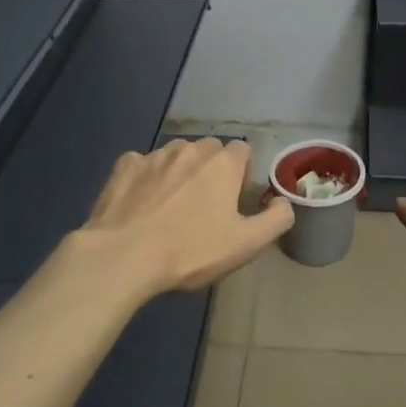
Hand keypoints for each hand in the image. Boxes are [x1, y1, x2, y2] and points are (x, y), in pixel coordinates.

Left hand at [78, 138, 292, 296]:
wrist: (123, 257)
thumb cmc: (191, 251)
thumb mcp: (246, 244)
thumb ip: (276, 219)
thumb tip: (282, 202)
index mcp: (222, 163)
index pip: (243, 151)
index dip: (242, 174)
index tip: (234, 202)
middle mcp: (189, 149)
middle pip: (209, 150)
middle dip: (211, 171)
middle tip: (205, 208)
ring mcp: (153, 155)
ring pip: (176, 155)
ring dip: (180, 173)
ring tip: (171, 207)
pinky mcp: (123, 167)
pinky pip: (142, 164)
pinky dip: (147, 178)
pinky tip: (142, 204)